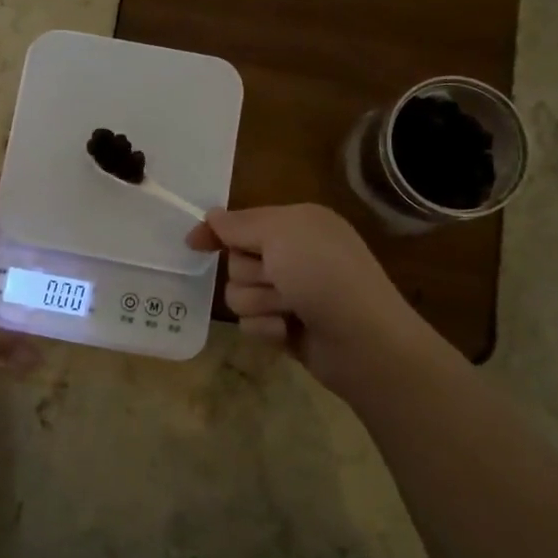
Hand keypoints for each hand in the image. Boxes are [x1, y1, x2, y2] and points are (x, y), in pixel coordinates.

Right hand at [188, 203, 446, 399]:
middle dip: (250, 273)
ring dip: (259, 302)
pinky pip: (251, 324)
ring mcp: (291, 293)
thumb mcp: (282, 234)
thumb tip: (212, 216)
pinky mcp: (286, 327)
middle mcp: (293, 255)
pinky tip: (289, 332)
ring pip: (239, 294)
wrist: (364, 342)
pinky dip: (266, 327)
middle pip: (236, 260)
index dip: (218, 232)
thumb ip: (240, 224)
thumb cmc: (324, 275)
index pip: (243, 222)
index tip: (193, 244)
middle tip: (279, 279)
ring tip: (289, 309)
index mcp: (297, 224)